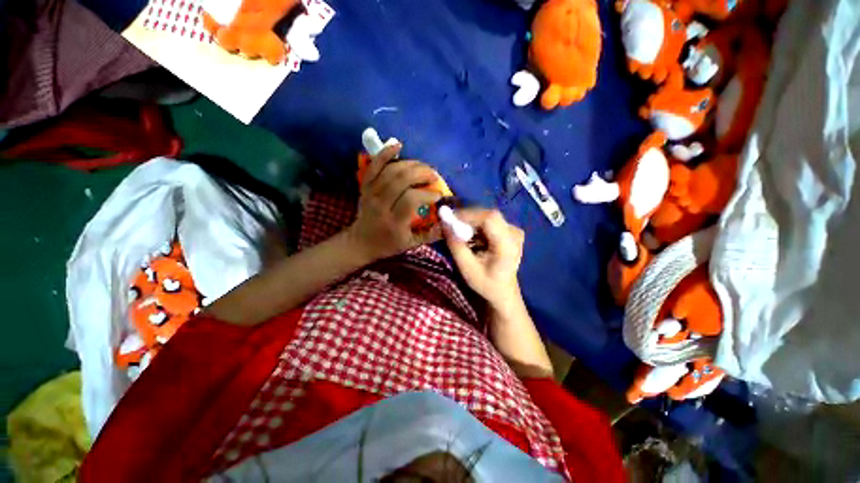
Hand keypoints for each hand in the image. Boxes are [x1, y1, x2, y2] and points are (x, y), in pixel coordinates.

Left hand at [346, 144, 443, 261]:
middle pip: (401, 180)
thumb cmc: (388, 244)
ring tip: (425, 167)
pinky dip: (385, 153)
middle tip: (434, 176)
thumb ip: (431, 234)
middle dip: (422, 174)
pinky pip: (374, 165)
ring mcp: (371, 192)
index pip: (411, 199)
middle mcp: (381, 204)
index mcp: (393, 221)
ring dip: (411, 164)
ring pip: (391, 170)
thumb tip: (449, 223)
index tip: (438, 195)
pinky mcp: (365, 185)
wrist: (361, 242)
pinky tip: (398, 144)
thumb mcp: (411, 244)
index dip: (427, 194)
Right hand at [444, 209, 524, 308]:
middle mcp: (515, 233)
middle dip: (466, 217)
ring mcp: (514, 230)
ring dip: (469, 221)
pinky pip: (489, 220)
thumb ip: (456, 246)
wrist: (504, 291)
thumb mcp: (467, 269)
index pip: (490, 219)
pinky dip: (475, 225)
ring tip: (456, 230)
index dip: (468, 215)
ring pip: (487, 216)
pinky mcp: (509, 229)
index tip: (449, 219)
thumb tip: (444, 223)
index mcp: (508, 245)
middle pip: (488, 215)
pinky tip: (468, 234)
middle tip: (449, 224)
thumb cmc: (486, 284)